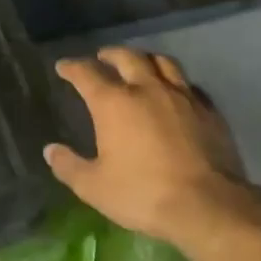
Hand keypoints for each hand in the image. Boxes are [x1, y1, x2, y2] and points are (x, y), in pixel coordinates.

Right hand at [45, 48, 260, 250]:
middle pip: (127, 57)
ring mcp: (182, 96)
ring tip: (140, 64)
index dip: (72, 67)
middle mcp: (147, 89)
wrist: (207, 205)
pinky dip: (176, 82)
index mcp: (114, 103)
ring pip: (163, 62)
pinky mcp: (209, 110)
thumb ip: (69, 166)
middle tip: (102, 58)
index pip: (87, 73)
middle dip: (110, 54)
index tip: (63, 67)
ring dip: (146, 59)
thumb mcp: (94, 187)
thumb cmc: (143, 194)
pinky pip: (189, 85)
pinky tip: (176, 92)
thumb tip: (50, 150)